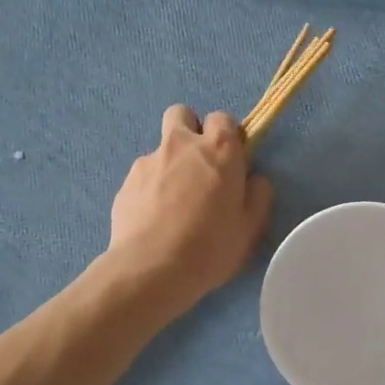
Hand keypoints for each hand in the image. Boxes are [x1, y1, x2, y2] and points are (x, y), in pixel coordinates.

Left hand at [108, 106, 273, 316]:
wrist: (151, 270)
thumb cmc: (211, 247)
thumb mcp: (251, 227)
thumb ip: (258, 195)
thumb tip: (254, 180)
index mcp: (219, 150)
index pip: (223, 118)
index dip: (228, 136)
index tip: (231, 162)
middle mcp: (182, 145)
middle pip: (183, 114)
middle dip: (191, 130)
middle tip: (199, 166)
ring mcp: (148, 161)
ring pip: (161, 148)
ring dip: (170, 164)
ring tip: (174, 203)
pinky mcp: (125, 182)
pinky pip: (143, 176)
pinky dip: (150, 188)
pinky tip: (155, 219)